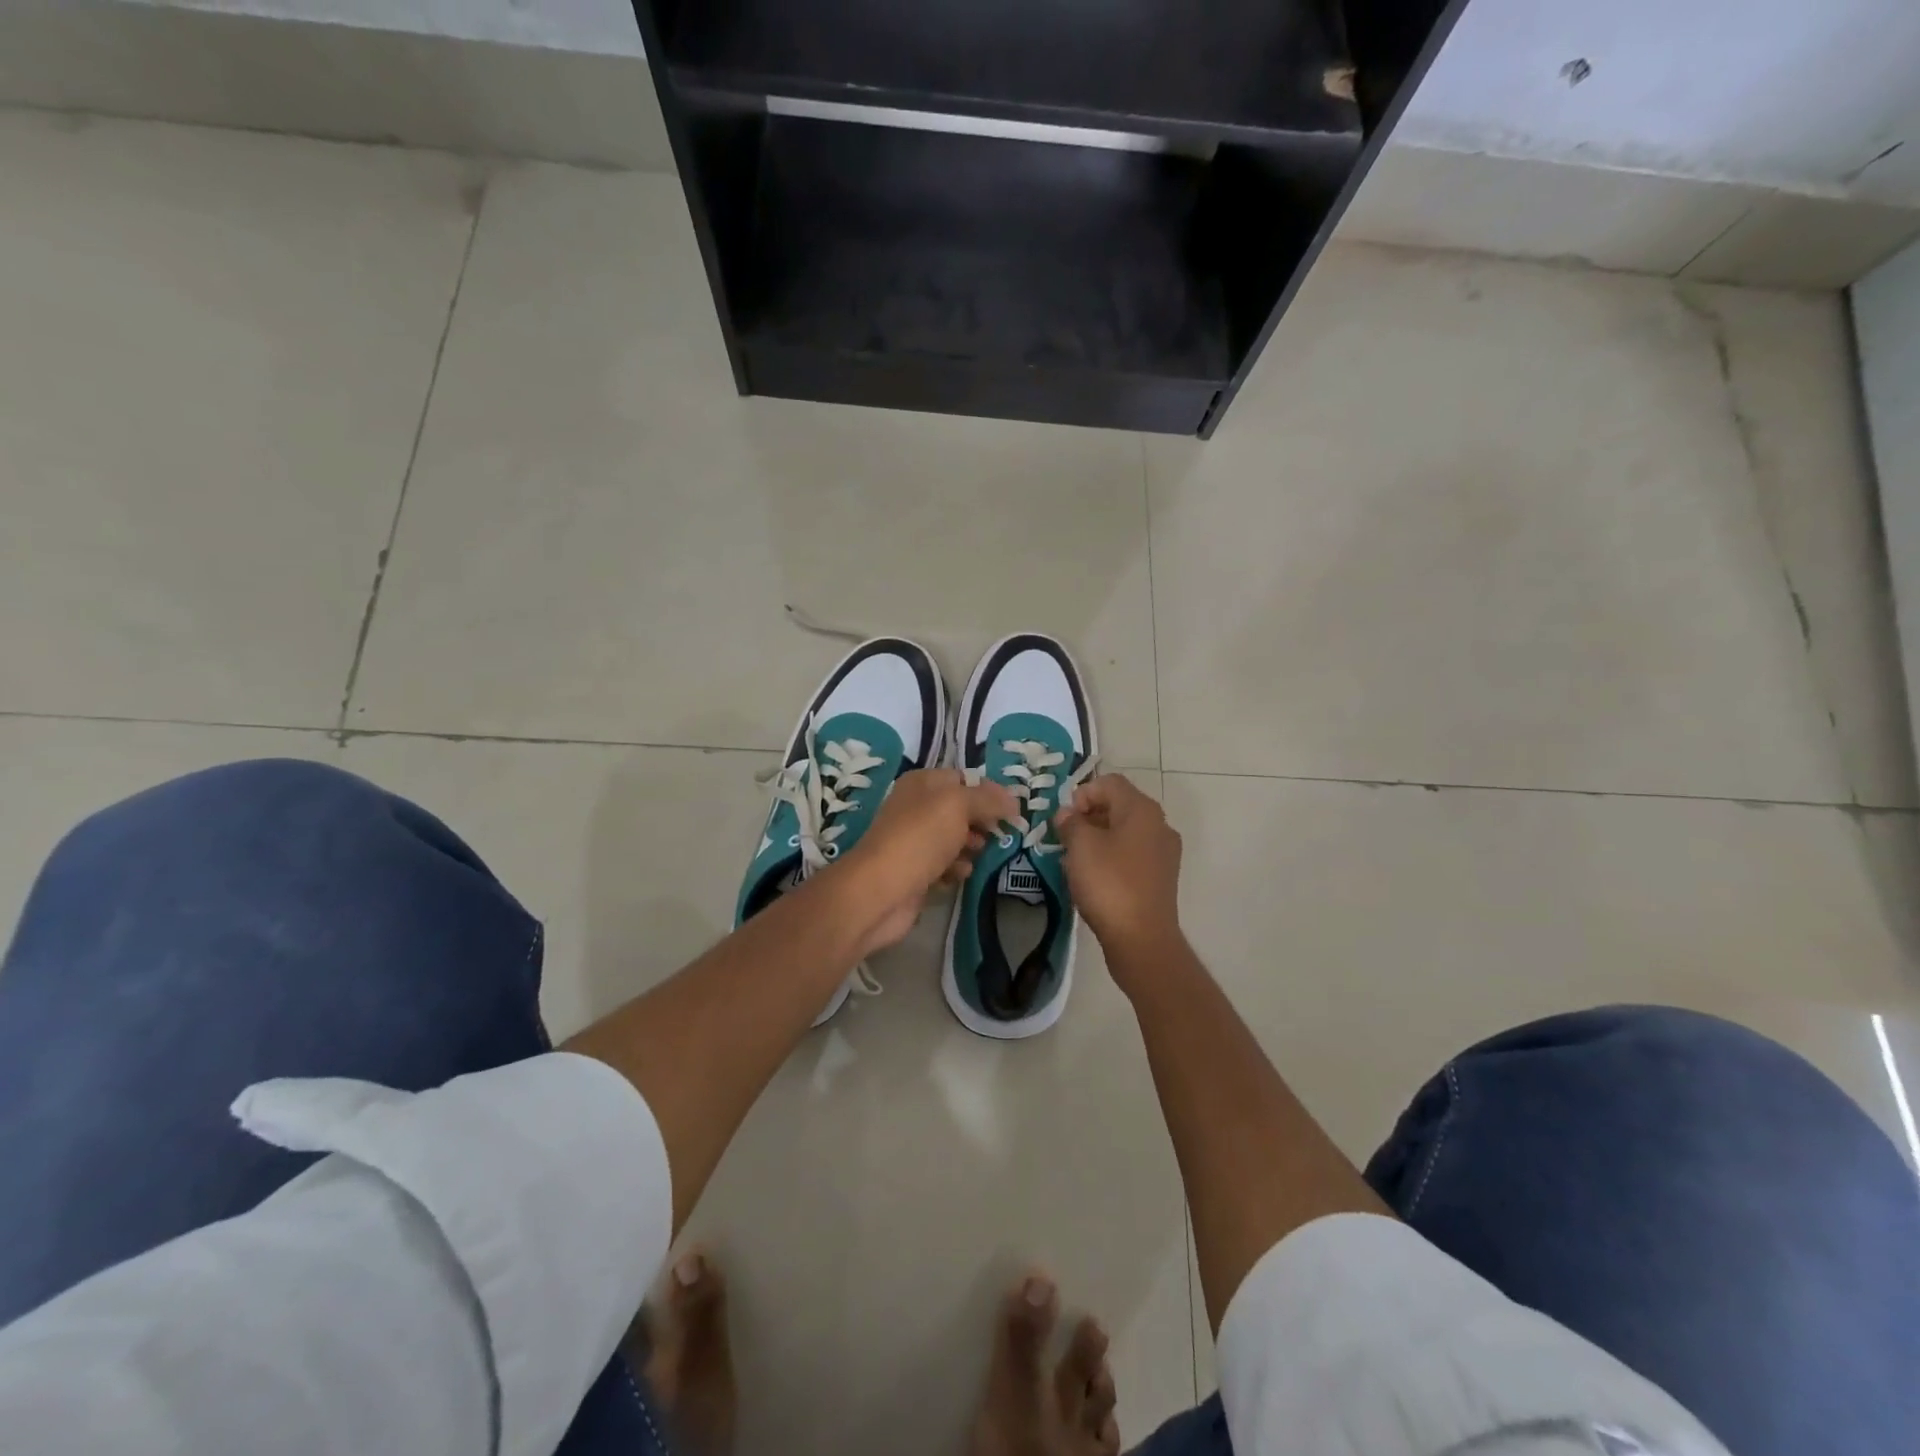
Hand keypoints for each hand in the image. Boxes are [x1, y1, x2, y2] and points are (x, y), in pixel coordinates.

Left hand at [835, 768, 1019, 957]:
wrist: (881, 890)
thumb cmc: (920, 838)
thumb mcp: (958, 805)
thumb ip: (988, 799)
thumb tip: (1013, 800)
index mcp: (922, 783)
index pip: (963, 779)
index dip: (989, 792)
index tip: (1012, 810)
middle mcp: (916, 808)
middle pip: (960, 810)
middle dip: (982, 821)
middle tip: (998, 834)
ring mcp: (914, 841)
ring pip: (954, 839)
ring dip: (971, 847)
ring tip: (978, 855)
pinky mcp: (916, 871)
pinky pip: (945, 865)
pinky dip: (955, 869)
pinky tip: (959, 875)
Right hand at [1055, 775, 1184, 962]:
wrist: (1141, 939)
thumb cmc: (1109, 883)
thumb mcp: (1080, 846)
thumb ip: (1070, 822)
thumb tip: (1067, 815)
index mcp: (1142, 810)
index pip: (1109, 783)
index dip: (1082, 793)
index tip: (1065, 819)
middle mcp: (1159, 824)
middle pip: (1119, 805)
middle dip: (1089, 816)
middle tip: (1066, 837)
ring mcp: (1164, 852)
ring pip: (1125, 831)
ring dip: (1099, 837)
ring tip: (1076, 859)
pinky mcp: (1161, 877)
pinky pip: (1133, 854)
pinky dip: (1112, 856)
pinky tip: (1095, 877)